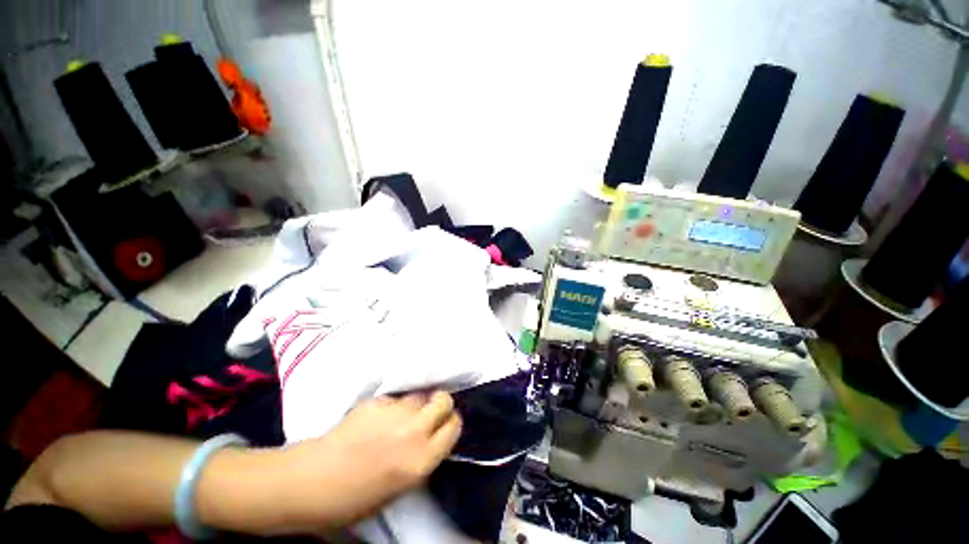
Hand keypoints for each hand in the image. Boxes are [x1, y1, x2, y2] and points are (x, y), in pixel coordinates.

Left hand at [283, 391, 461, 527]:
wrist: (312, 482)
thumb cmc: (355, 498)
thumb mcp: (400, 487)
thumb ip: (423, 458)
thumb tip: (432, 437)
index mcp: (421, 460)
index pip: (454, 426)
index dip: (450, 423)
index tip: (443, 424)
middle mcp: (413, 431)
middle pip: (443, 400)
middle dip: (439, 403)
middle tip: (428, 412)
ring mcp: (394, 413)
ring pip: (418, 395)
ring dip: (413, 405)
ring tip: (397, 418)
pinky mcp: (376, 402)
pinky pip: (394, 398)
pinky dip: (391, 406)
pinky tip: (376, 419)